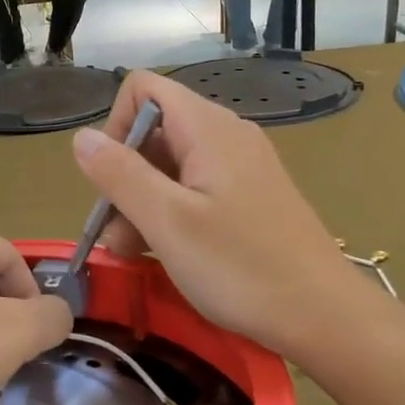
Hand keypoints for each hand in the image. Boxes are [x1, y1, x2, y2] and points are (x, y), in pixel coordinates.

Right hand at [71, 71, 366, 357]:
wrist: (323, 314)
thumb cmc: (241, 267)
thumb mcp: (168, 221)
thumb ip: (120, 174)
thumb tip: (81, 137)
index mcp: (208, 128)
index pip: (143, 90)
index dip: (116, 127)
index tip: (111, 181)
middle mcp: (226, 135)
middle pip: (155, 131)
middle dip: (124, 177)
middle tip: (116, 236)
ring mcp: (242, 167)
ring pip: (173, 166)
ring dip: (143, 203)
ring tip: (133, 253)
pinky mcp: (250, 197)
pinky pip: (197, 189)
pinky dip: (172, 214)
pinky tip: (166, 253)